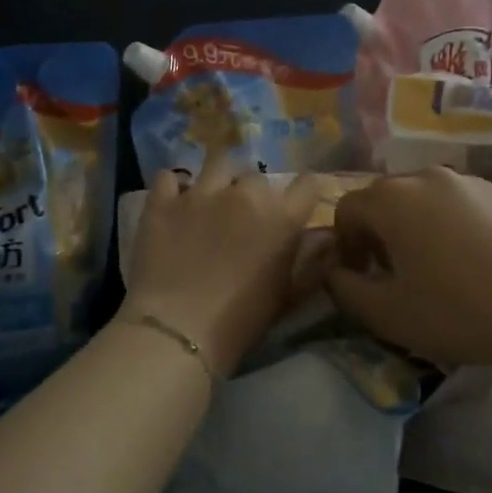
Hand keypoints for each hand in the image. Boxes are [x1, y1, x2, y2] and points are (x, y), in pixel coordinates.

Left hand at [120, 151, 327, 376]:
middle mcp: (245, 194)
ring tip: (211, 200)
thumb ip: (313, 261)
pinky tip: (174, 202)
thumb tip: (329, 236)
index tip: (299, 203)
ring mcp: (201, 193)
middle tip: (245, 218)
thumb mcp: (288, 296)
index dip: (305, 191)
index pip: (308, 183)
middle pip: (258, 176)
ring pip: (217, 164)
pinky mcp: (163, 201)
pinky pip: (169, 177)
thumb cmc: (241, 320)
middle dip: (255, 193)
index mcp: (281, 217)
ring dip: (219, 179)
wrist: (178, 328)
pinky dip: (173, 187)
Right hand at [325, 167, 491, 370]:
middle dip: (382, 231)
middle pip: (389, 198)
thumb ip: (343, 288)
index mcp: (392, 199)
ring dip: (423, 226)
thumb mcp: (385, 314)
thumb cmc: (457, 312)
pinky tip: (485, 263)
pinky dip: (464, 226)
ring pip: (432, 198)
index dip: (345, 243)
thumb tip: (333, 272)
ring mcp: (475, 181)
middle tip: (398, 272)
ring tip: (444, 267)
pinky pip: (471, 205)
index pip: (347, 208)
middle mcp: (429, 177)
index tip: (361, 275)